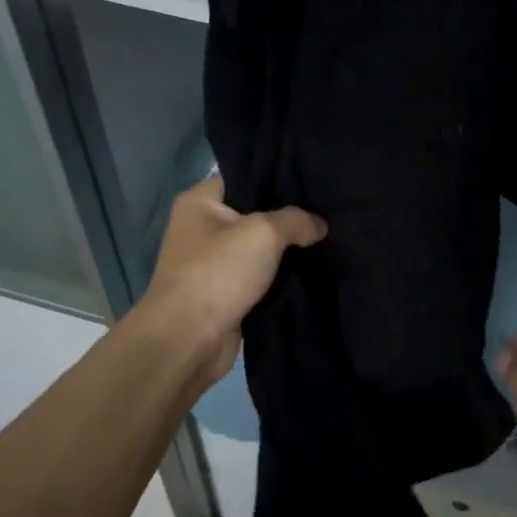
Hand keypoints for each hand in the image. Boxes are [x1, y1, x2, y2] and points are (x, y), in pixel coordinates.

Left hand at [137, 176, 326, 389]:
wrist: (188, 339)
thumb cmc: (218, 273)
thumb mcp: (264, 233)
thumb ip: (296, 220)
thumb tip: (319, 224)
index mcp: (200, 202)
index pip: (245, 176)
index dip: (279, 178)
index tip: (314, 181)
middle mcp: (203, 228)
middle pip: (255, 214)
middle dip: (289, 218)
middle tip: (328, 212)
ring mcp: (213, 264)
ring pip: (260, 250)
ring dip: (287, 252)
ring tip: (328, 239)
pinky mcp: (225, 294)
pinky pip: (260, 279)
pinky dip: (280, 279)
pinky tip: (313, 272)